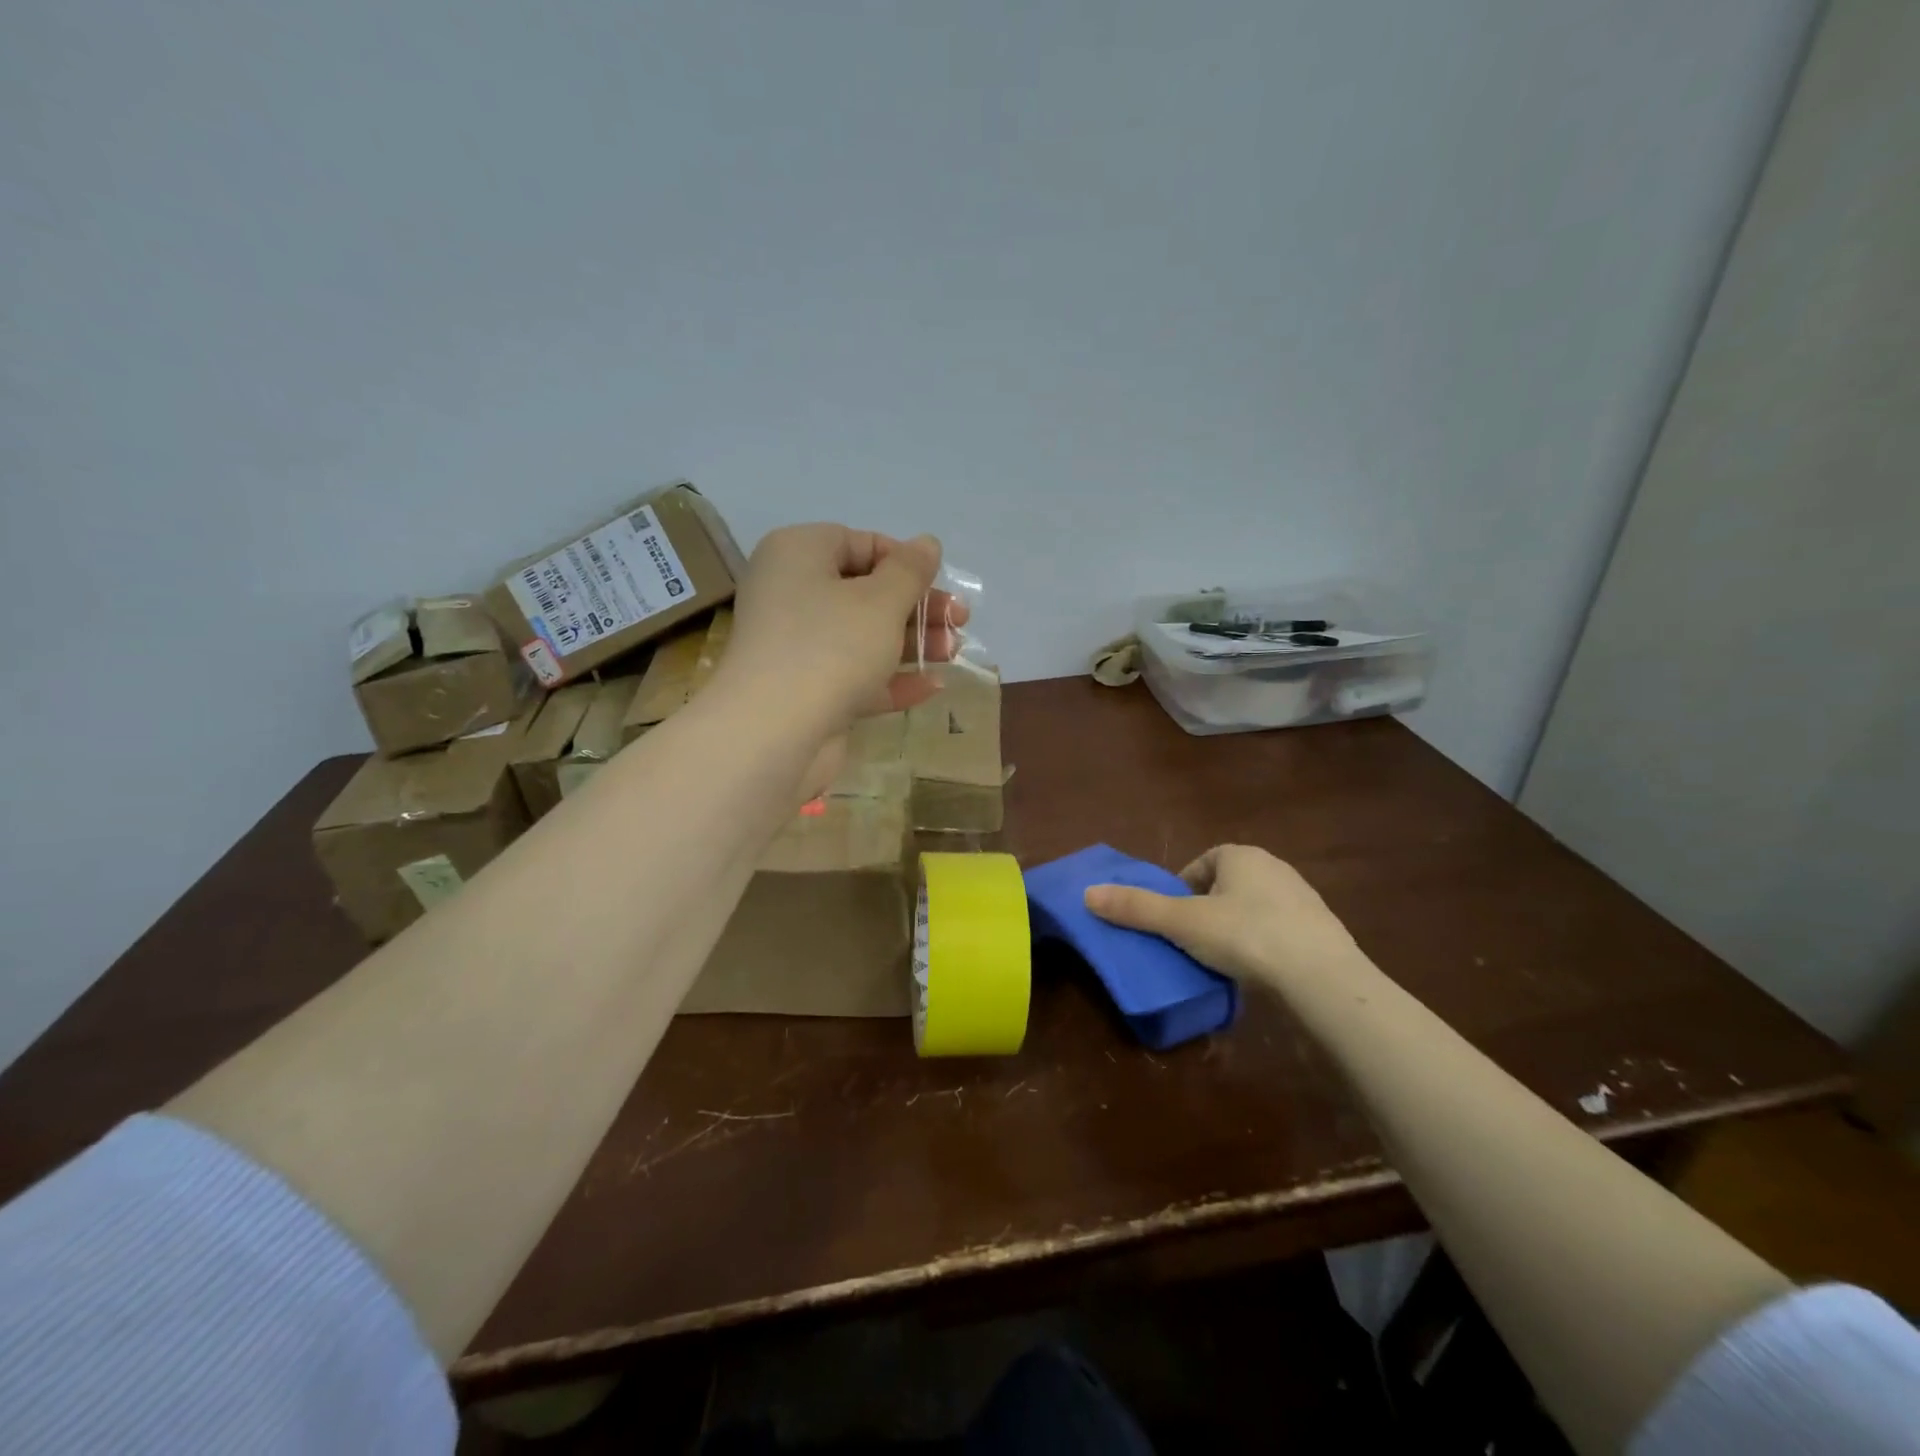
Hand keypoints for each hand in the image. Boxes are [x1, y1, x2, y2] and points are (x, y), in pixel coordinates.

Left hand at [720, 524, 967, 738]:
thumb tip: (927, 543)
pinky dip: (890, 679)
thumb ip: (910, 571)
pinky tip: (932, 687)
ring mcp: (796, 647)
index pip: (857, 543)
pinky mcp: (805, 691)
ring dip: (910, 643)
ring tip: (954, 653)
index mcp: (798, 554)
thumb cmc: (830, 646)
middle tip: (960, 619)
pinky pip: (853, 676)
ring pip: (861, 636)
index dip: (903, 560)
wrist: (773, 733)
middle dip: (916, 607)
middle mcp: (791, 594)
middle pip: (864, 592)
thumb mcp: (881, 601)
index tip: (939, 582)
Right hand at [1083, 845, 1362, 991]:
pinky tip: (1257, 972)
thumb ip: (1137, 908)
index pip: (1202, 862)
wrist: (1322, 978)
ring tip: (1222, 959)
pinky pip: (1280, 931)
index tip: (1172, 918)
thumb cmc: (1246, 936)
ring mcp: (1303, 898)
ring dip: (1236, 927)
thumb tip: (1088, 894)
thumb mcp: (1182, 923)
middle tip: (1192, 940)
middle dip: (1207, 908)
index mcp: (1241, 856)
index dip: (1182, 887)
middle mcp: (1274, 867)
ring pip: (1255, 907)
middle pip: (1227, 884)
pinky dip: (1264, 945)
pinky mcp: (1322, 930)